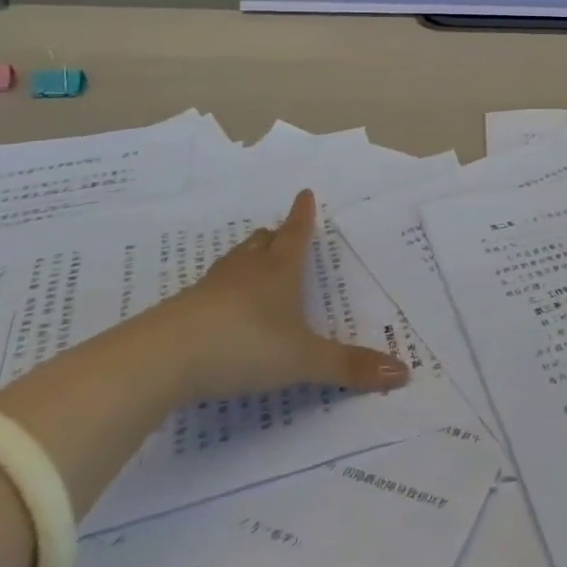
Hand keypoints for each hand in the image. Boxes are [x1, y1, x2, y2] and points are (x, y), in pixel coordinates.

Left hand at [166, 190, 409, 401]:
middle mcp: (245, 272)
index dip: (303, 215)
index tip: (305, 193)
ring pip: (234, 263)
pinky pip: (207, 292)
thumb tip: (404, 373)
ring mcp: (209, 290)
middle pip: (262, 244)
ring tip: (253, 259)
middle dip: (275, 237)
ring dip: (246, 258)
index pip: (296, 234)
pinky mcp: (182, 313)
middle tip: (281, 232)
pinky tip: (217, 308)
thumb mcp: (303, 360)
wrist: (162, 358)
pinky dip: (219, 292)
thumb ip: (349, 367)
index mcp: (279, 272)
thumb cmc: (243, 345)